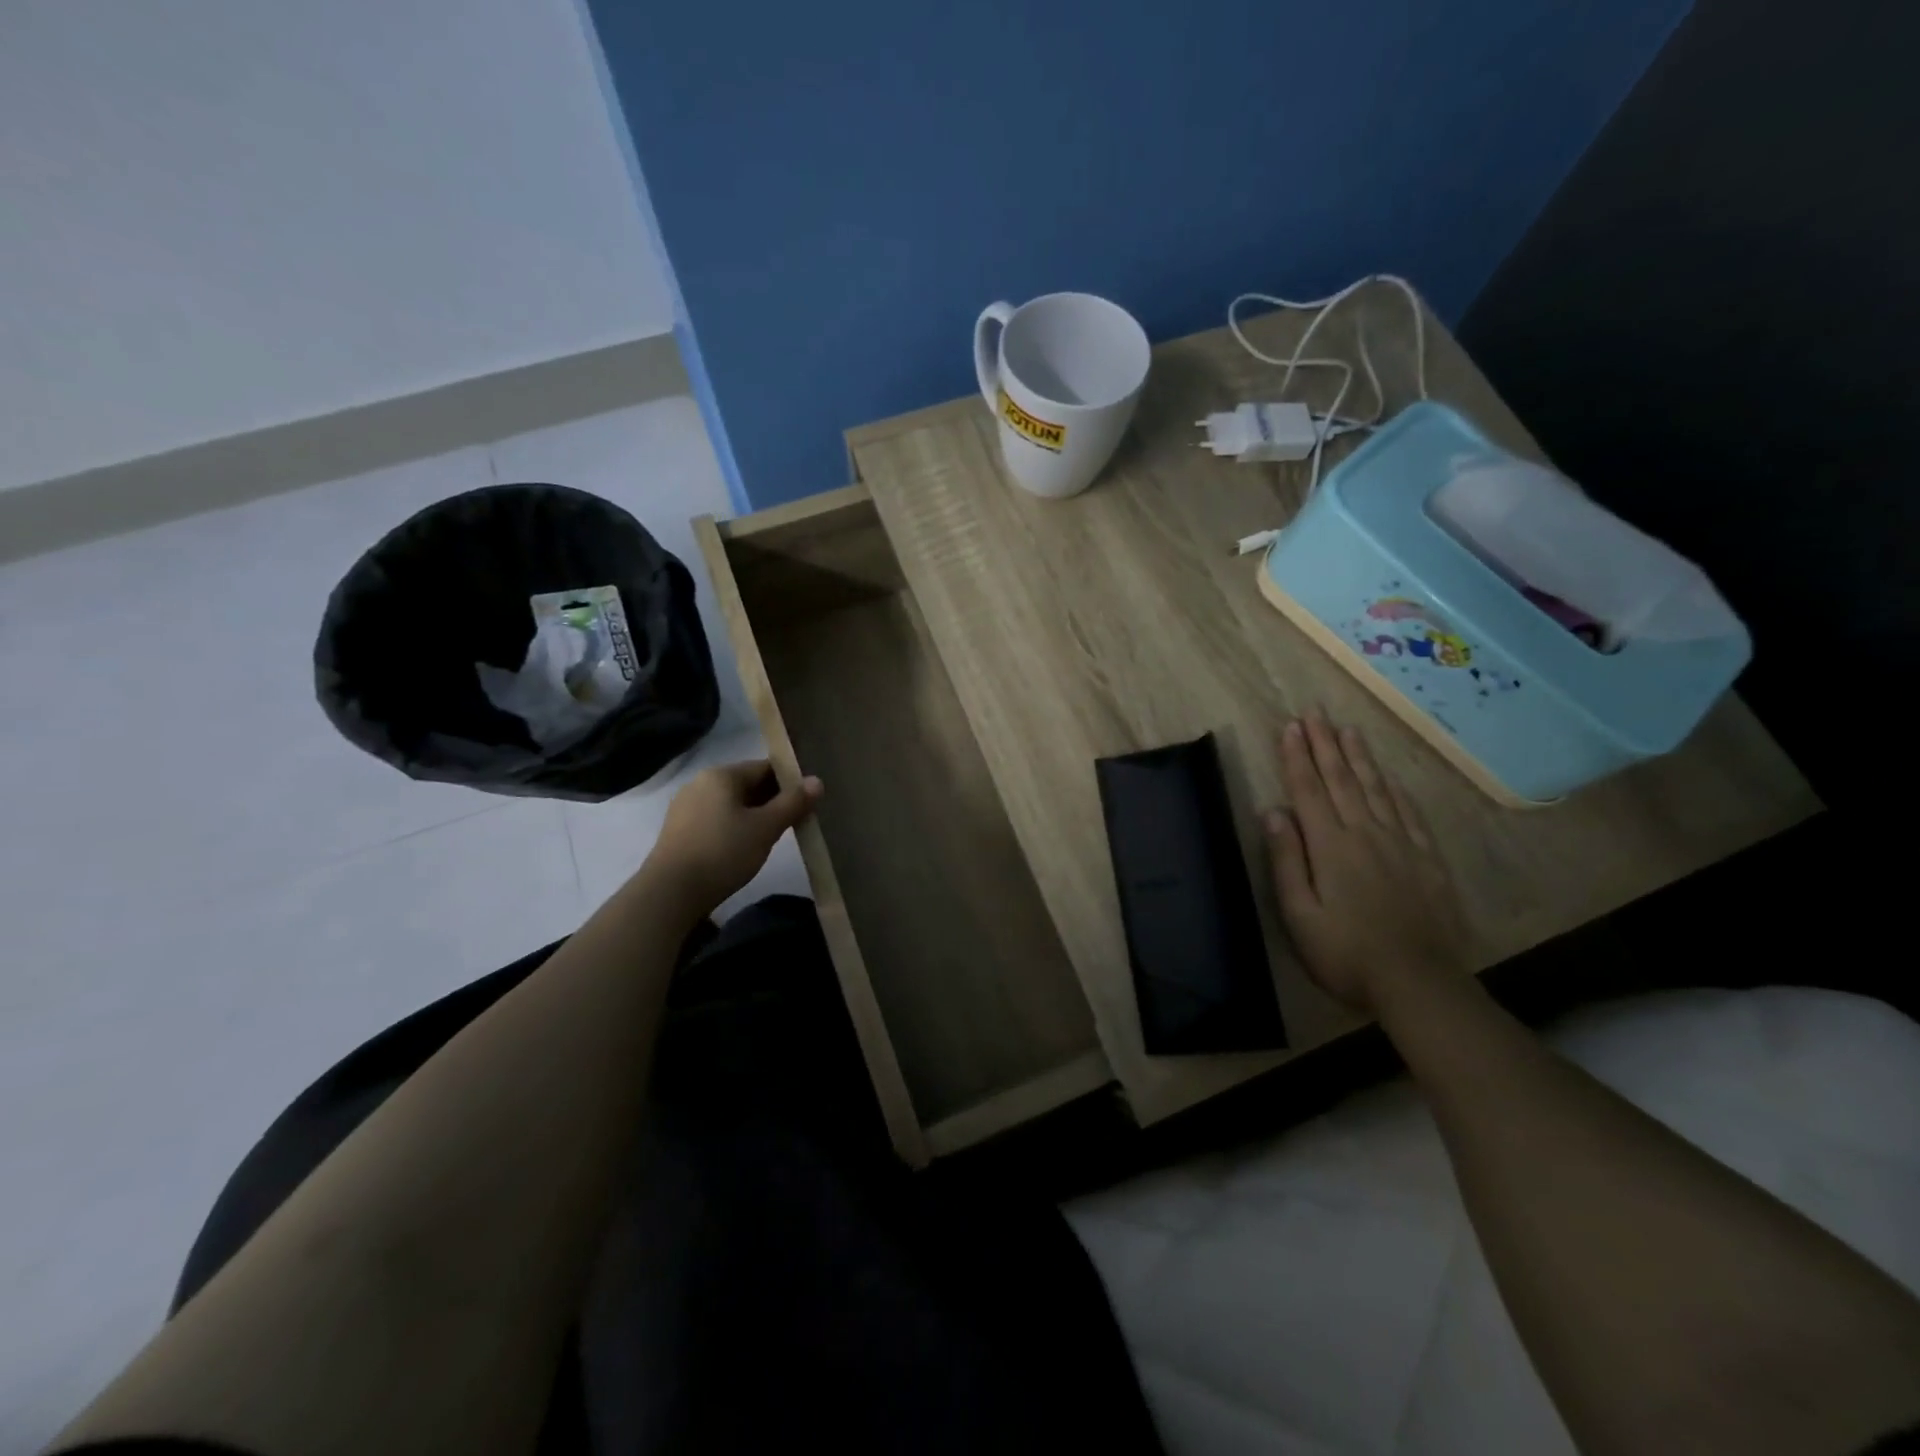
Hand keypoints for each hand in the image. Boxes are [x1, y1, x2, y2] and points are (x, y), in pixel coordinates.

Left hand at [642, 759, 822, 915]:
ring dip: (753, 815)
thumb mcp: (765, 828)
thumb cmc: (723, 852)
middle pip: (747, 784)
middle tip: (795, 821)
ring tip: (772, 837)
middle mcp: (700, 782)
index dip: (790, 782)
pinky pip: (715, 819)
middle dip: (772, 800)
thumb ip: (792, 803)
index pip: (765, 767)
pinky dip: (734, 827)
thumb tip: (817, 781)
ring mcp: (685, 806)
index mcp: (721, 775)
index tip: (807, 801)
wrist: (670, 893)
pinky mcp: (678, 830)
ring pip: (731, 803)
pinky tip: (743, 848)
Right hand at [1263, 712, 1469, 1013]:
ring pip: (1375, 788)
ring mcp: (1400, 843)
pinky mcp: (1426, 859)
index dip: (1296, 756)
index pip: (1308, 790)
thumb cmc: (1345, 952)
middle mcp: (1365, 833)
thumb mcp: (1298, 913)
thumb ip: (1286, 860)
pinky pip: (1409, 813)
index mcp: (1330, 845)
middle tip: (1315, 712)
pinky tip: (1389, 777)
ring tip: (1348, 729)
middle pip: (1341, 779)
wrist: (1418, 982)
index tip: (1290, 727)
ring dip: (1358, 757)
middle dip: (1324, 744)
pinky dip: (1395, 789)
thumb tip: (1273, 812)